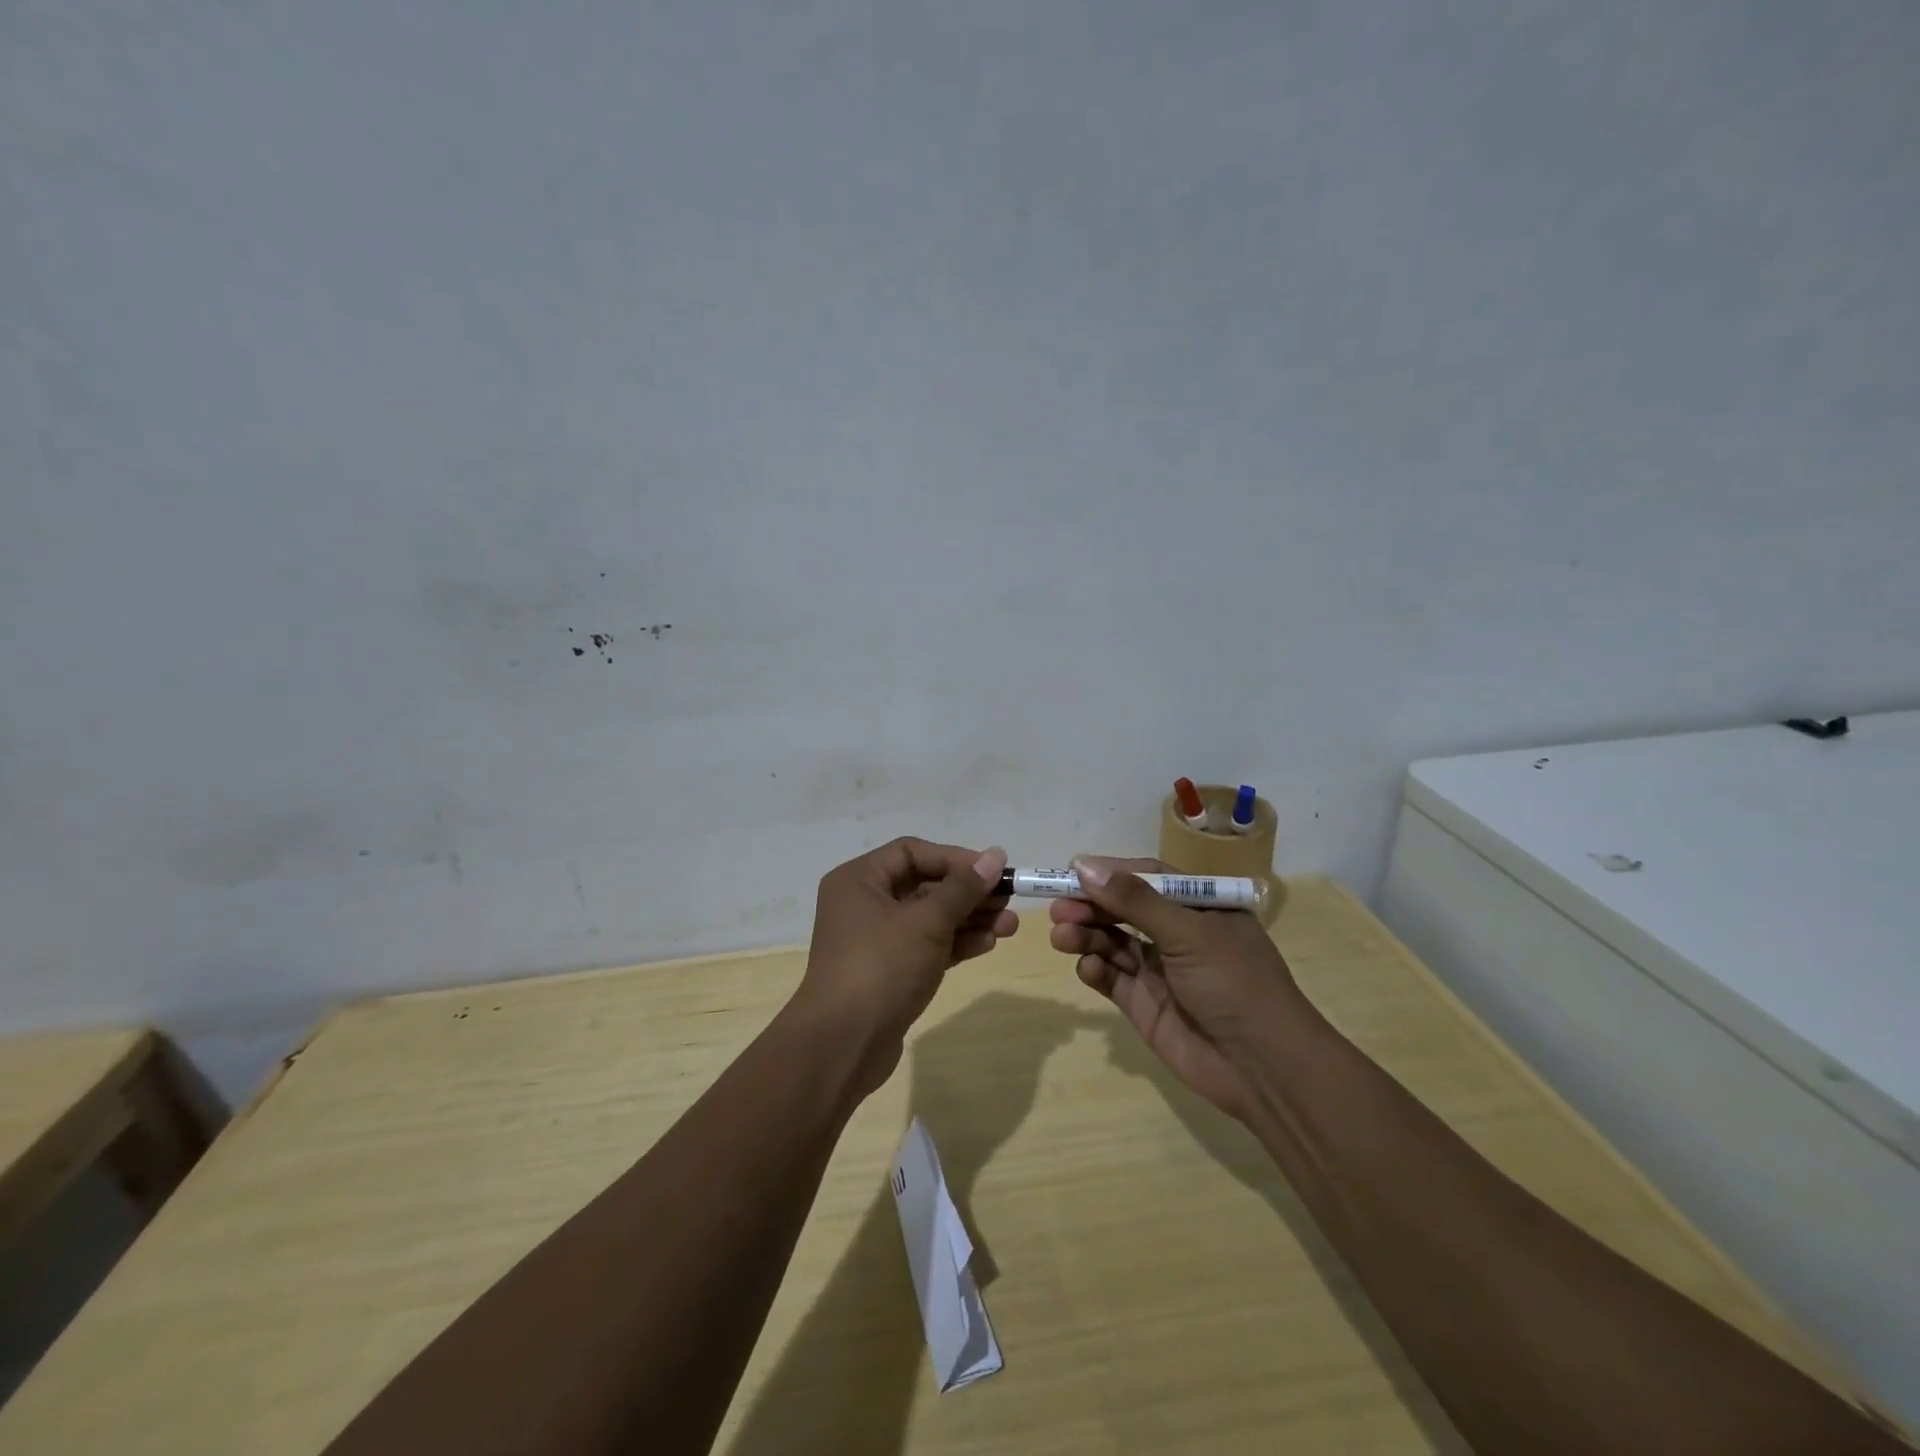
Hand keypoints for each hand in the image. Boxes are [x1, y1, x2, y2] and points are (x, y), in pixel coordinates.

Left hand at [796, 838, 1015, 1096]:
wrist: (843, 1045)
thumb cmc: (882, 967)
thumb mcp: (927, 921)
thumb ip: (963, 888)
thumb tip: (995, 855)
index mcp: (859, 880)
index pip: (912, 852)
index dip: (955, 858)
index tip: (993, 870)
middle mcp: (863, 903)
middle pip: (924, 885)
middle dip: (968, 893)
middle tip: (1008, 899)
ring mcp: (875, 940)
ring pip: (929, 918)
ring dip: (969, 919)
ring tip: (1009, 926)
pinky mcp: (888, 971)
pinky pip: (926, 945)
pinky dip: (955, 943)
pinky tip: (988, 944)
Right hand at [1049, 856, 1301, 1120]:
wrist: (1263, 1067)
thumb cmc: (1234, 982)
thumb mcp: (1189, 932)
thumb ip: (1135, 900)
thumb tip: (1084, 865)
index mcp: (1199, 907)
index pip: (1147, 878)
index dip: (1110, 873)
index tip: (1072, 871)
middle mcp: (1177, 934)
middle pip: (1123, 910)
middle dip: (1090, 906)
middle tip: (1058, 908)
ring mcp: (1159, 970)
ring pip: (1111, 942)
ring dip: (1086, 935)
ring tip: (1062, 935)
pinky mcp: (1143, 1004)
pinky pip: (1111, 977)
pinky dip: (1095, 969)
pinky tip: (1089, 968)